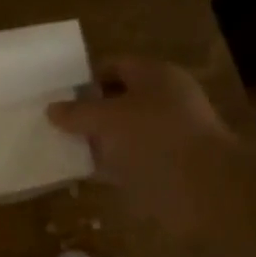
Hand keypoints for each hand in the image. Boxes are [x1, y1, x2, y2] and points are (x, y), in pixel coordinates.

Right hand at [46, 59, 233, 235]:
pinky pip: (130, 161)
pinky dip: (109, 166)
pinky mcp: (167, 168)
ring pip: (123, 133)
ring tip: (62, 148)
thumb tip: (52, 108)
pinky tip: (83, 173)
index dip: (86, 78)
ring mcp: (168, 136)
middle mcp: (165, 100)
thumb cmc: (154, 138)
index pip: (115, 66)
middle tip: (55, 123)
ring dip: (97, 141)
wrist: (203, 190)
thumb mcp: (106, 118)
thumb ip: (77, 112)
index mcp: (156, 75)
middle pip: (119, 100)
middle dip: (89, 111)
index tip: (57, 95)